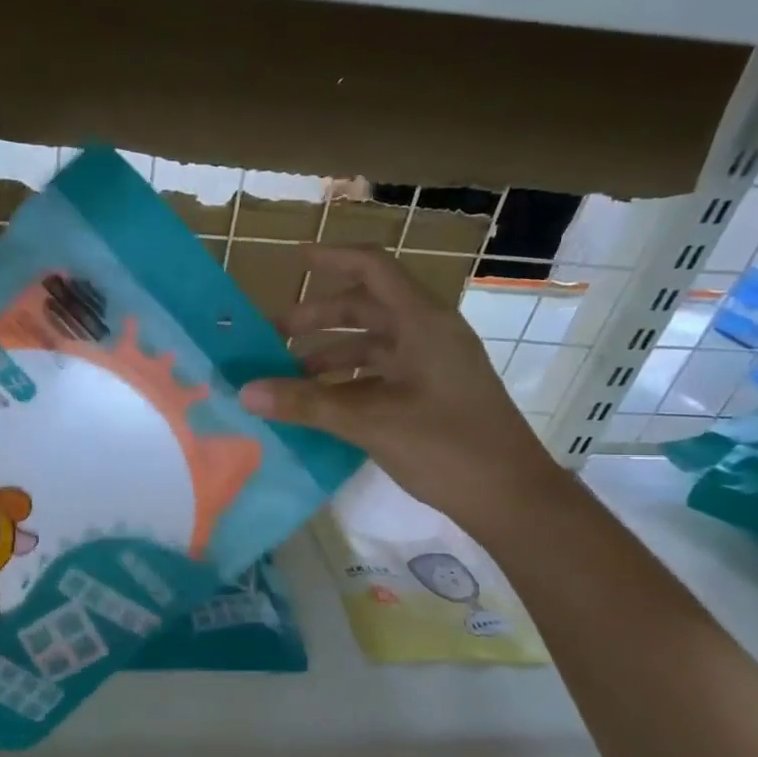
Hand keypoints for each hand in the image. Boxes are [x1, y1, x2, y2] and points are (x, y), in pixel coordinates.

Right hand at [239, 246, 570, 532]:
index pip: (372, 269)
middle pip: (364, 308)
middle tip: (271, 338)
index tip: (293, 261)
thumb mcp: (371, 421)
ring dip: (328, 355)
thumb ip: (306, 404)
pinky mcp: (430, 393)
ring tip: (287, 376)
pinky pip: (379, 374)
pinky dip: (345, 382)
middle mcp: (427, 334)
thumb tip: (246, 392)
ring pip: (370, 345)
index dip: (332, 259)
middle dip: (316, 319)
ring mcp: (431, 365)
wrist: (511, 497)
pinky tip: (318, 404)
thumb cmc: (447, 446)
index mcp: (422, 322)